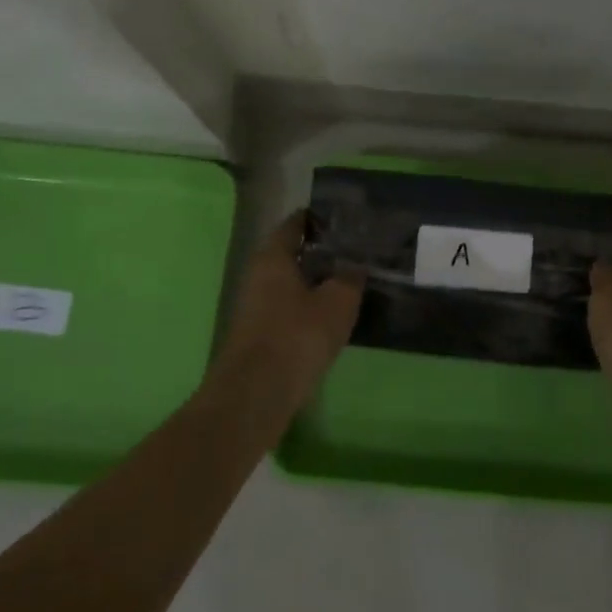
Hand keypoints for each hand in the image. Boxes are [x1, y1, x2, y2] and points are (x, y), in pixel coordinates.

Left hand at [208, 212, 363, 418]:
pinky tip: (331, 315)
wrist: (257, 393)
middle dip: (321, 251)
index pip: (295, 223)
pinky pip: (288, 307)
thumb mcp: (338, 301)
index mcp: (273, 256)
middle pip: (291, 253)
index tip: (346, 218)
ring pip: (290, 282)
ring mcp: (255, 305)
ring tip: (350, 281)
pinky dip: (308, 306)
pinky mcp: (259, 333)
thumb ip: (350, 277)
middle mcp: (258, 274)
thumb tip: (356, 265)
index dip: (320, 218)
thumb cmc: (298, 335)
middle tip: (355, 250)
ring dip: (316, 281)